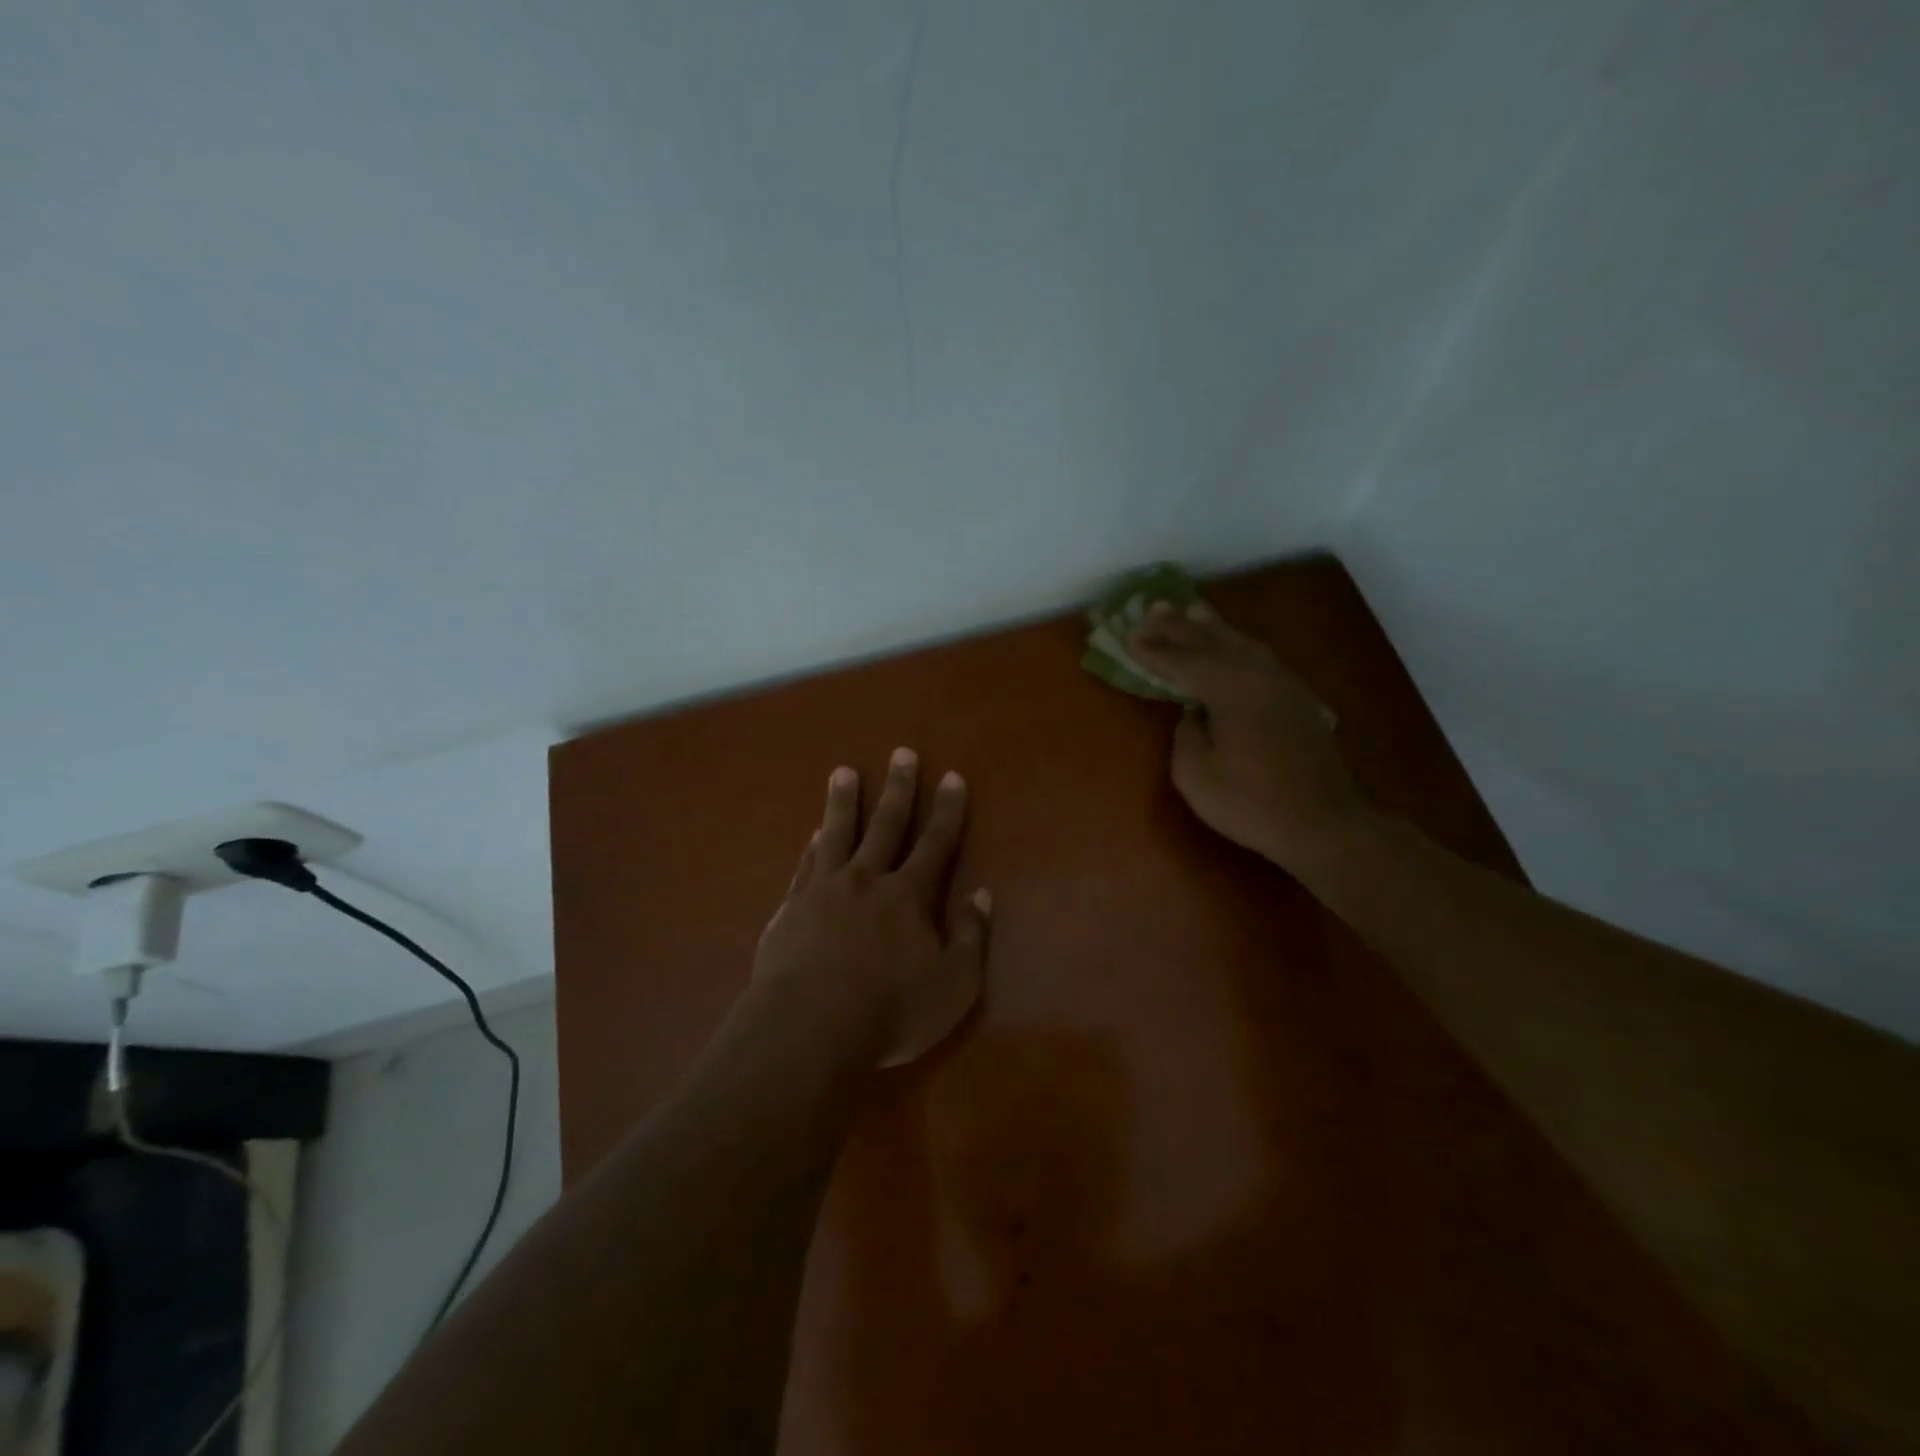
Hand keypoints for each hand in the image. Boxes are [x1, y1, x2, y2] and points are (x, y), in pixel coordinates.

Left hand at [756, 750, 990, 1067]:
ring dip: (843, 801)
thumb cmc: (889, 1012)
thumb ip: (971, 938)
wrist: (808, 1028)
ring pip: (836, 834)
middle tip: (902, 753)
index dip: (947, 810)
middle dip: (898, 788)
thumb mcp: (952, 987)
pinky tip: (813, 834)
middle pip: (886, 824)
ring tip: (843, 772)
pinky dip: (812, 846)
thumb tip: (982, 895)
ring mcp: (823, 890)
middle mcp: (866, 880)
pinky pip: (805, 866)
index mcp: (908, 896)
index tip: (952, 777)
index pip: (935, 843)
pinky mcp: (790, 909)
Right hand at [1128, 600, 1365, 874]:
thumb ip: (1186, 733)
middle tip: (1153, 608)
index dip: (1154, 649)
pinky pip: (1260, 658)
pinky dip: (1238, 645)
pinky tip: (1234, 646)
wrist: (1323, 823)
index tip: (1129, 634)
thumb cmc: (1250, 802)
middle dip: (1180, 626)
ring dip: (1213, 628)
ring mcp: (1283, 685)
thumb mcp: (1195, 774)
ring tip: (1192, 611)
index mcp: (1230, 688)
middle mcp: (1258, 675)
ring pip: (1242, 644)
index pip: (1183, 661)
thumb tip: (1193, 713)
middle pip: (1213, 642)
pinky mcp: (1298, 700)